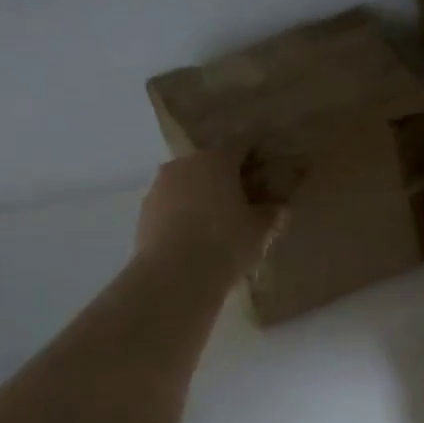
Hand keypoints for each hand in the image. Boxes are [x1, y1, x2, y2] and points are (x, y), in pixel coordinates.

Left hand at [136, 152, 279, 272]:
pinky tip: (192, 238)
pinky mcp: (144, 212)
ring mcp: (159, 187)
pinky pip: (170, 206)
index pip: (241, 146)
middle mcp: (184, 164)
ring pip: (186, 184)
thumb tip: (279, 208)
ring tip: (214, 224)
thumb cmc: (225, 243)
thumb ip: (271, 214)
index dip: (255, 157)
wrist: (174, 276)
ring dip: (200, 197)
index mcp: (216, 160)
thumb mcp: (259, 230)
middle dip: (225, 179)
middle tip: (241, 202)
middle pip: (210, 164)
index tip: (265, 172)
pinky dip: (182, 215)